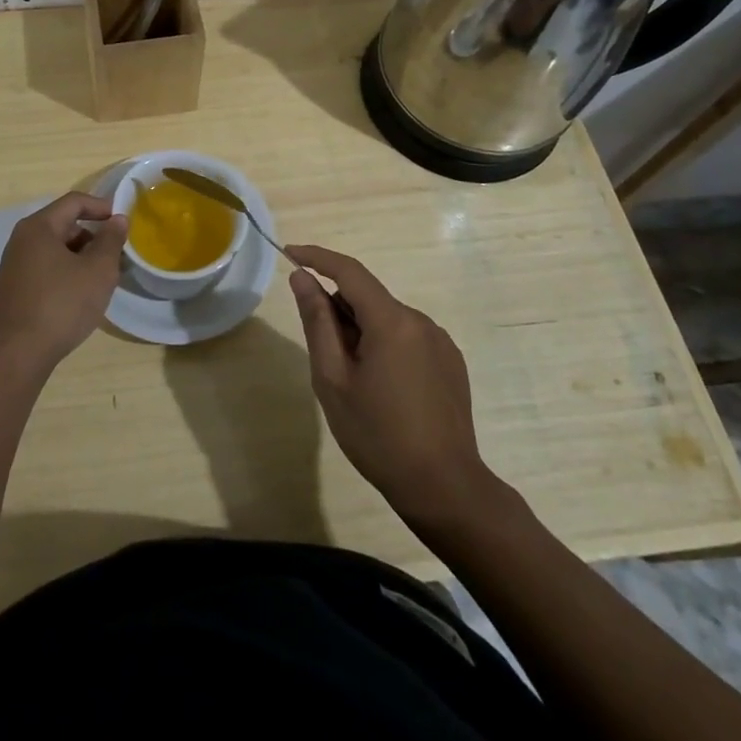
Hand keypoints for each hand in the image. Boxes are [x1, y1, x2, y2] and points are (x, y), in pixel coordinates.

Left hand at [0, 192, 128, 371]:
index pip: (74, 201)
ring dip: (82, 258)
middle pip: (64, 225)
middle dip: (94, 236)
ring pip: (56, 249)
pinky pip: (47, 269)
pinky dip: (67, 273)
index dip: (102, 207)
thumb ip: (111, 240)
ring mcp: (15, 266)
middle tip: (117, 257)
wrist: (16, 355)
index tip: (123, 222)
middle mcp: (22, 240)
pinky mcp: (15, 289)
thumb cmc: (61, 304)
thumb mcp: (97, 270)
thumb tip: (117, 219)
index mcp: (39, 227)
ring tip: (103, 280)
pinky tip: (81, 297)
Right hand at [287, 245, 503, 525]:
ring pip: (387, 320)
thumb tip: (302, 278)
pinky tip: (384, 391)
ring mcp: (440, 342)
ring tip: (355, 383)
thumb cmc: (378, 435)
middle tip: (323, 356)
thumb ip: (317, 322)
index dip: (317, 257)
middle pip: (368, 298)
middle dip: (339, 311)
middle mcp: (420, 321)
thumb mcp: (333, 379)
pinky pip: (408, 339)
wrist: (446, 489)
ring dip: (363, 333)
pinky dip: (386, 347)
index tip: (289, 252)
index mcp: (391, 321)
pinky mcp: (451, 363)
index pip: (349, 270)